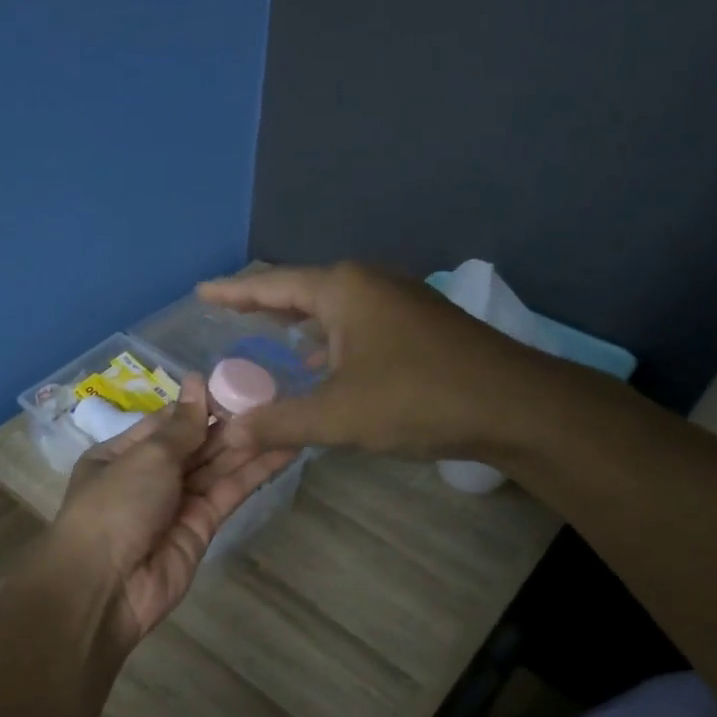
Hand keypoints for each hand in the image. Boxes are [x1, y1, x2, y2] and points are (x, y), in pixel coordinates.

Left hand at [51, 374, 296, 645]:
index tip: (236, 383)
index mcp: (121, 454)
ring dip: (249, 444)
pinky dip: (254, 473)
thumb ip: (181, 426)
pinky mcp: (202, 528)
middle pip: (195, 444)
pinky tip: (283, 451)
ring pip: (217, 467)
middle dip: (230, 423)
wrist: (106, 587)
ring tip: (288, 416)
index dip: (200, 405)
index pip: (167, 422)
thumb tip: (197, 383)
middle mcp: (148, 477)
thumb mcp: (146, 456)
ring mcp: (176, 504)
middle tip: (274, 395)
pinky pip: (229, 493)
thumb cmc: (115, 506)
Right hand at [198, 262, 540, 459]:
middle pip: (303, 290)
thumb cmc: (418, 399)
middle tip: (228, 313)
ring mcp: (400, 301)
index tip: (202, 292)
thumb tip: (230, 433)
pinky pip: (358, 324)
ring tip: (267, 337)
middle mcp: (370, 283)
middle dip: (265, 304)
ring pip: (334, 309)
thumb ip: (279, 422)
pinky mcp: (420, 325)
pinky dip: (331, 340)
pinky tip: (323, 365)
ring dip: (301, 324)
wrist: (515, 406)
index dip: (233, 292)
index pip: (272, 285)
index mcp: (344, 290)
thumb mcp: (338, 416)